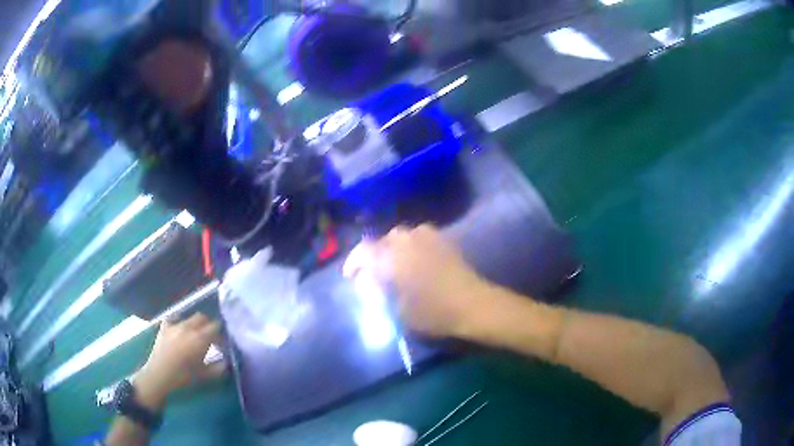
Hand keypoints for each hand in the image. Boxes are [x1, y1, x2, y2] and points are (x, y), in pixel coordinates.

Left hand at [134, 313, 225, 410]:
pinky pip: (174, 319)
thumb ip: (218, 368)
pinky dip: (178, 322)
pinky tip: (179, 331)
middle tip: (210, 340)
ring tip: (194, 337)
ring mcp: (174, 325)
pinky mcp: (164, 327)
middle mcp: (188, 327)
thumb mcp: (204, 375)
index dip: (220, 334)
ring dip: (194, 325)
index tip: (222, 345)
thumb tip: (227, 362)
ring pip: (188, 318)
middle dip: (208, 326)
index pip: (215, 327)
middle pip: (202, 318)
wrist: (159, 375)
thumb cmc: (184, 377)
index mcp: (200, 338)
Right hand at [344, 225, 491, 337]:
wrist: (473, 304)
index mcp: (392, 255)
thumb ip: (377, 292)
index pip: (363, 251)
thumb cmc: (433, 312)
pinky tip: (414, 263)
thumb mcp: (397, 310)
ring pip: (401, 238)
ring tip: (393, 267)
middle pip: (382, 241)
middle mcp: (407, 239)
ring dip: (393, 250)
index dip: (354, 262)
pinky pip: (418, 238)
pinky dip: (411, 248)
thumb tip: (367, 281)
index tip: (350, 275)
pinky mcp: (443, 239)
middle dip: (374, 256)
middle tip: (373, 273)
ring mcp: (427, 236)